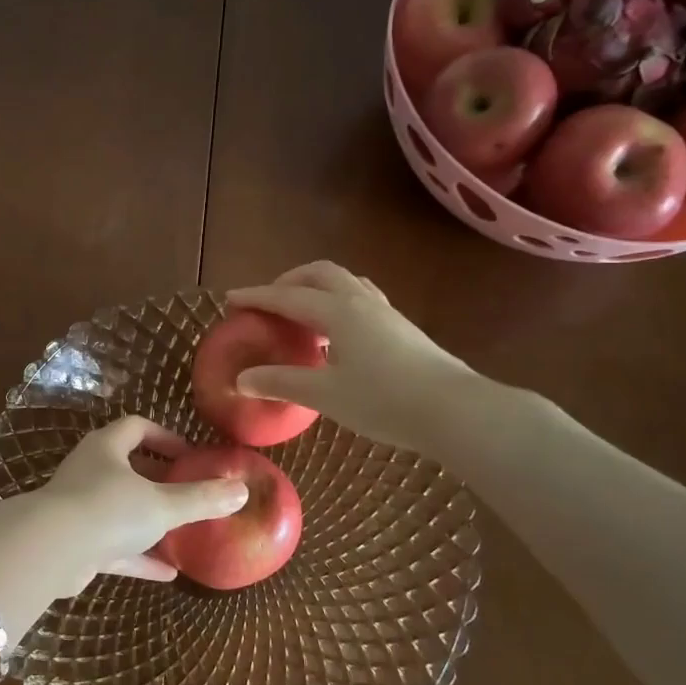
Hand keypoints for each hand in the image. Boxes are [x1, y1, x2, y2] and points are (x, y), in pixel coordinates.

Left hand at [35, 415, 248, 587]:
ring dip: (148, 519)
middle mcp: (90, 471)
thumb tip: (242, 491)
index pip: (136, 428)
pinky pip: (115, 546)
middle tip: (187, 490)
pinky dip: (139, 555)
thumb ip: (201, 499)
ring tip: (182, 530)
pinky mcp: (77, 543)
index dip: (165, 437)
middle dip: (158, 479)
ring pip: (120, 508)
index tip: (190, 455)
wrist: (50, 552)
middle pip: (127, 467)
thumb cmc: (109, 510)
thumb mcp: (163, 504)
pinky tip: (168, 572)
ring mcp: (80, 508)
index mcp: (106, 448)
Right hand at [227, 261, 478, 453]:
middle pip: (319, 273)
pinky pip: (361, 299)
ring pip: (345, 283)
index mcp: (338, 311)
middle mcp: (360, 301)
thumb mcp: (325, 394)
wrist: (455, 410)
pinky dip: (338, 303)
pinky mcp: (401, 327)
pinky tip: (338, 335)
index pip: (287, 297)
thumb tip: (242, 379)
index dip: (256, 297)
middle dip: (289, 281)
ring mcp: (385, 312)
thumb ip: (282, 382)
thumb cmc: (384, 400)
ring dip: (317, 288)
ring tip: (302, 314)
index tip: (230, 298)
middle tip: (269, 301)